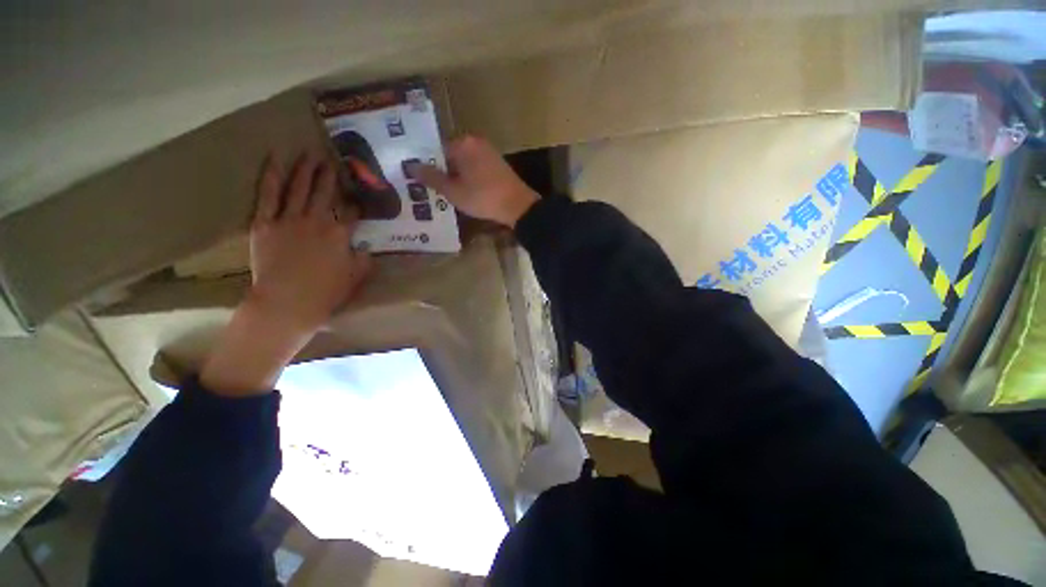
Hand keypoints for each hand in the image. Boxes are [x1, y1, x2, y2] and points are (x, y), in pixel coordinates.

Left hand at [249, 153, 371, 334]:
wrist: (287, 303)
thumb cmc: (326, 292)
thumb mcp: (356, 277)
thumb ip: (364, 259)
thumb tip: (366, 247)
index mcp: (340, 234)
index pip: (352, 212)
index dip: (356, 201)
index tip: (358, 194)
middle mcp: (317, 220)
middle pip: (326, 193)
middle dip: (331, 175)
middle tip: (333, 159)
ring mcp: (289, 220)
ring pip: (299, 188)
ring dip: (306, 170)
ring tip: (310, 155)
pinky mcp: (265, 223)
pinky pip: (269, 196)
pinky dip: (272, 177)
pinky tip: (275, 160)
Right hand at [408, 135, 538, 226]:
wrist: (518, 206)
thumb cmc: (483, 198)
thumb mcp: (453, 191)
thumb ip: (431, 177)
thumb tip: (411, 166)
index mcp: (462, 142)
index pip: (435, 148)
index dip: (426, 164)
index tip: (420, 179)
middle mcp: (475, 141)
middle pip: (450, 154)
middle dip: (441, 169)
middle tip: (431, 187)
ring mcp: (488, 151)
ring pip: (463, 161)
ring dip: (455, 174)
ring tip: (445, 191)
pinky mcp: (497, 163)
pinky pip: (475, 166)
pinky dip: (468, 176)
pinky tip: (464, 190)